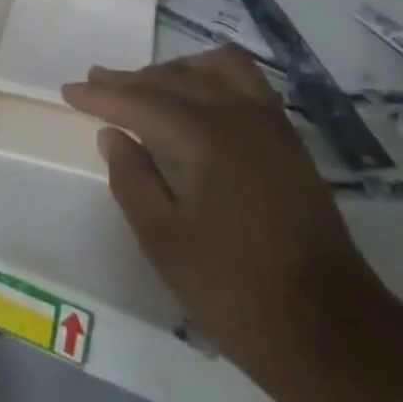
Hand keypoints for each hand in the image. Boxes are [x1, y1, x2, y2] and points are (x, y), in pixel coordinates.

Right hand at [63, 48, 385, 393]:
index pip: (141, 100)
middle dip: (131, 79)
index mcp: (205, 135)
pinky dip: (212, 77)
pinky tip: (200, 99)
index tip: (69, 90)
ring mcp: (270, 123)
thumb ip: (132, 181)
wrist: (333, 333)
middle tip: (97, 82)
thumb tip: (112, 135)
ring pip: (214, 68)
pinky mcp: (289, 140)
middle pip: (174, 78)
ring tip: (149, 85)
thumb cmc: (237, 292)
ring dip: (176, 70)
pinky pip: (245, 81)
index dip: (101, 95)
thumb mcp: (166, 244)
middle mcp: (238, 113)